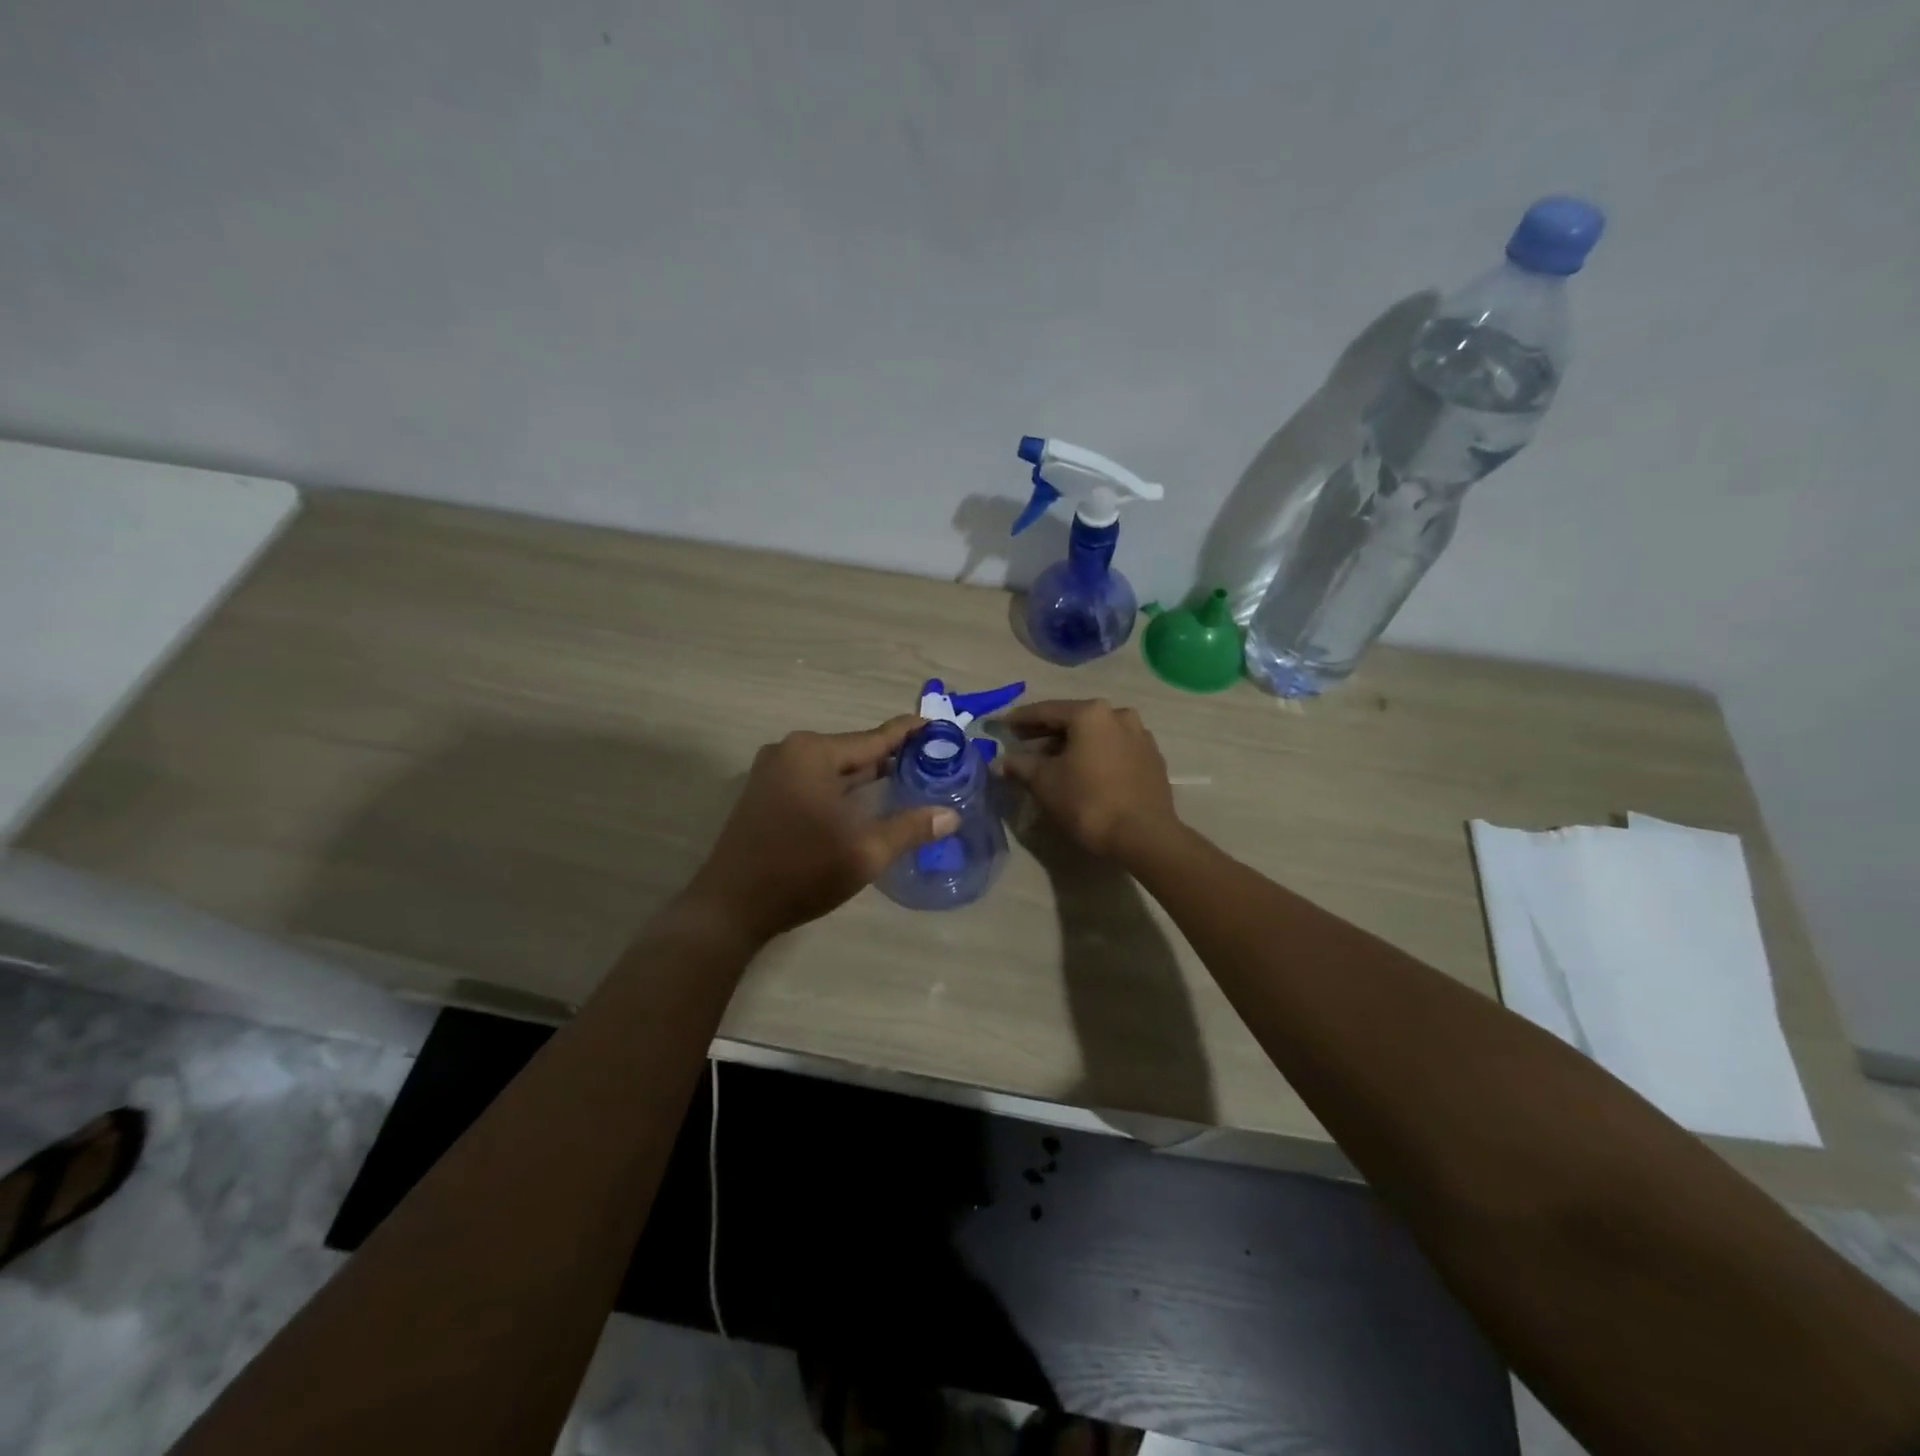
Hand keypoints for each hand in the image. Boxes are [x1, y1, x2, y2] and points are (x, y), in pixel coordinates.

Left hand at [685, 717, 959, 944]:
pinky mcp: (764, 792)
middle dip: (890, 758)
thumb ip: (910, 828)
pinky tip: (865, 802)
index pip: (874, 738)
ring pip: (833, 767)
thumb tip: (951, 815)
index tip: (938, 726)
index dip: (909, 733)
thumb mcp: (865, 852)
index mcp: (814, 754)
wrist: (731, 907)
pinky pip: (814, 779)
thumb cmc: (801, 872)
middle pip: (853, 751)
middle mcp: (791, 751)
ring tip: (906, 782)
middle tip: (931, 764)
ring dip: (865, 776)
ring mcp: (772, 771)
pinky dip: (841, 787)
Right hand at [997, 699, 1178, 861]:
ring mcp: (1141, 737)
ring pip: (1096, 735)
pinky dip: (1095, 755)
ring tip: (1052, 760)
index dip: (1021, 719)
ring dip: (1072, 744)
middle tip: (1023, 743)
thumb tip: (998, 763)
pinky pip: (1114, 750)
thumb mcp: (1045, 782)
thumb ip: (1020, 765)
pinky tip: (1083, 771)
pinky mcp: (1152, 759)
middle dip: (1046, 733)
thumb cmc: (1088, 802)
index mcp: (1091, 713)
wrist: (1143, 836)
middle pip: (1074, 720)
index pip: (1047, 711)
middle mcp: (1119, 715)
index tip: (1003, 724)